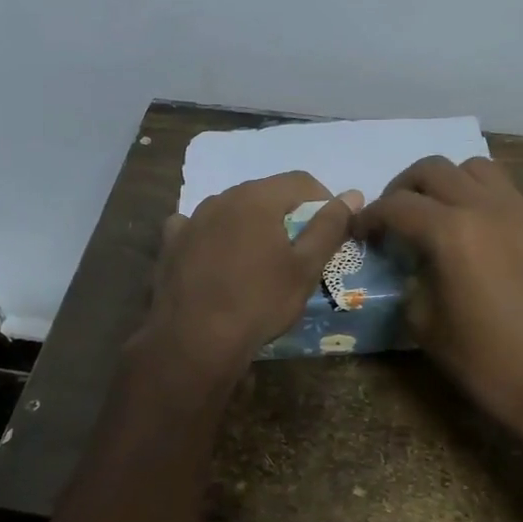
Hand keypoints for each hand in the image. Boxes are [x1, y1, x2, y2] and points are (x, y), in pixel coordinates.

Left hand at [137, 172, 361, 382]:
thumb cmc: (259, 302)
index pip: (300, 181)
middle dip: (285, 214)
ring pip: (230, 210)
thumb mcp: (305, 268)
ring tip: (258, 260)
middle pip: (263, 193)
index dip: (322, 200)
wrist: (194, 340)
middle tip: (297, 249)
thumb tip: (351, 195)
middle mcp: (221, 198)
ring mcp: (191, 220)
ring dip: (249, 225)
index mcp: (257, 198)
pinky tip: (216, 259)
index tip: (330, 230)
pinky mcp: (170, 244)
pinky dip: (212, 237)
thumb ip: (329, 227)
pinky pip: (197, 229)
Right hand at [356, 156, 522, 451]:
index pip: (396, 206)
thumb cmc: (484, 360)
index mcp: (451, 232)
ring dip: (445, 181)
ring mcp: (517, 213)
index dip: (369, 217)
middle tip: (391, 218)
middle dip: (402, 188)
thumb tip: (409, 263)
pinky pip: (502, 189)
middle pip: (433, 170)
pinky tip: (468, 227)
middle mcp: (484, 207)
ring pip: (474, 167)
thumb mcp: (424, 323)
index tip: (359, 232)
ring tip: (432, 212)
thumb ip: (410, 279)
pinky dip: (476, 193)